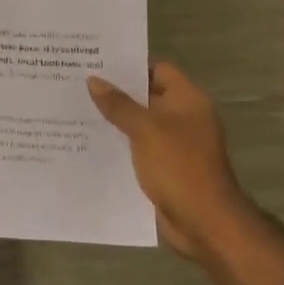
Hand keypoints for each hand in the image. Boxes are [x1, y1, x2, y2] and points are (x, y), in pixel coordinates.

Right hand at [88, 62, 250, 263]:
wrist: (204, 222)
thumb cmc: (178, 166)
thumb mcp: (144, 129)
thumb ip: (118, 104)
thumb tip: (94, 80)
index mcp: (188, 100)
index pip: (158, 69)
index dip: (130, 65)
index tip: (98, 63)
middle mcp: (185, 117)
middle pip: (147, 95)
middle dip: (117, 92)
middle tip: (80, 84)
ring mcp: (177, 144)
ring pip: (141, 123)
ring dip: (116, 120)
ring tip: (79, 110)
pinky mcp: (167, 167)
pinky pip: (140, 147)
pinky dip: (122, 144)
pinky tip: (93, 143)